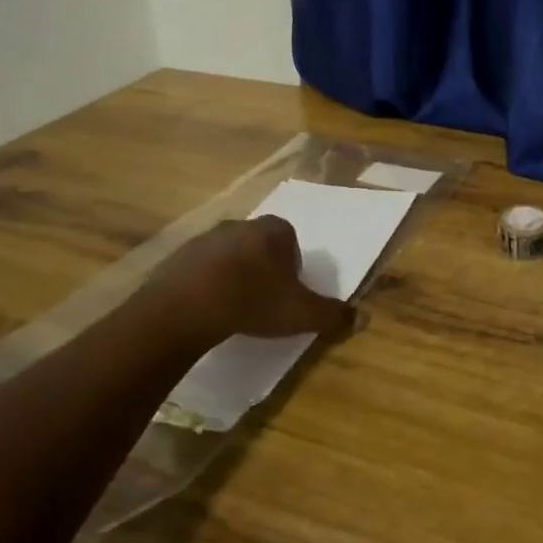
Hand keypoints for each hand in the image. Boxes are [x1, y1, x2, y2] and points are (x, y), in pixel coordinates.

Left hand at [148, 216, 354, 344]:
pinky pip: (200, 268)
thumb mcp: (301, 314)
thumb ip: (333, 315)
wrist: (187, 306)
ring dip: (233, 275)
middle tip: (262, 302)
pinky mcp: (178, 255)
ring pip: (229, 255)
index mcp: (274, 230)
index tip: (287, 294)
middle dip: (263, 269)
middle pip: (259, 245)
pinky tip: (206, 308)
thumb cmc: (253, 301)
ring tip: (233, 308)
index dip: (292, 267)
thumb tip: (364, 318)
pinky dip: (206, 283)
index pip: (290, 241)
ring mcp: (206, 237)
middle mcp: (241, 224)